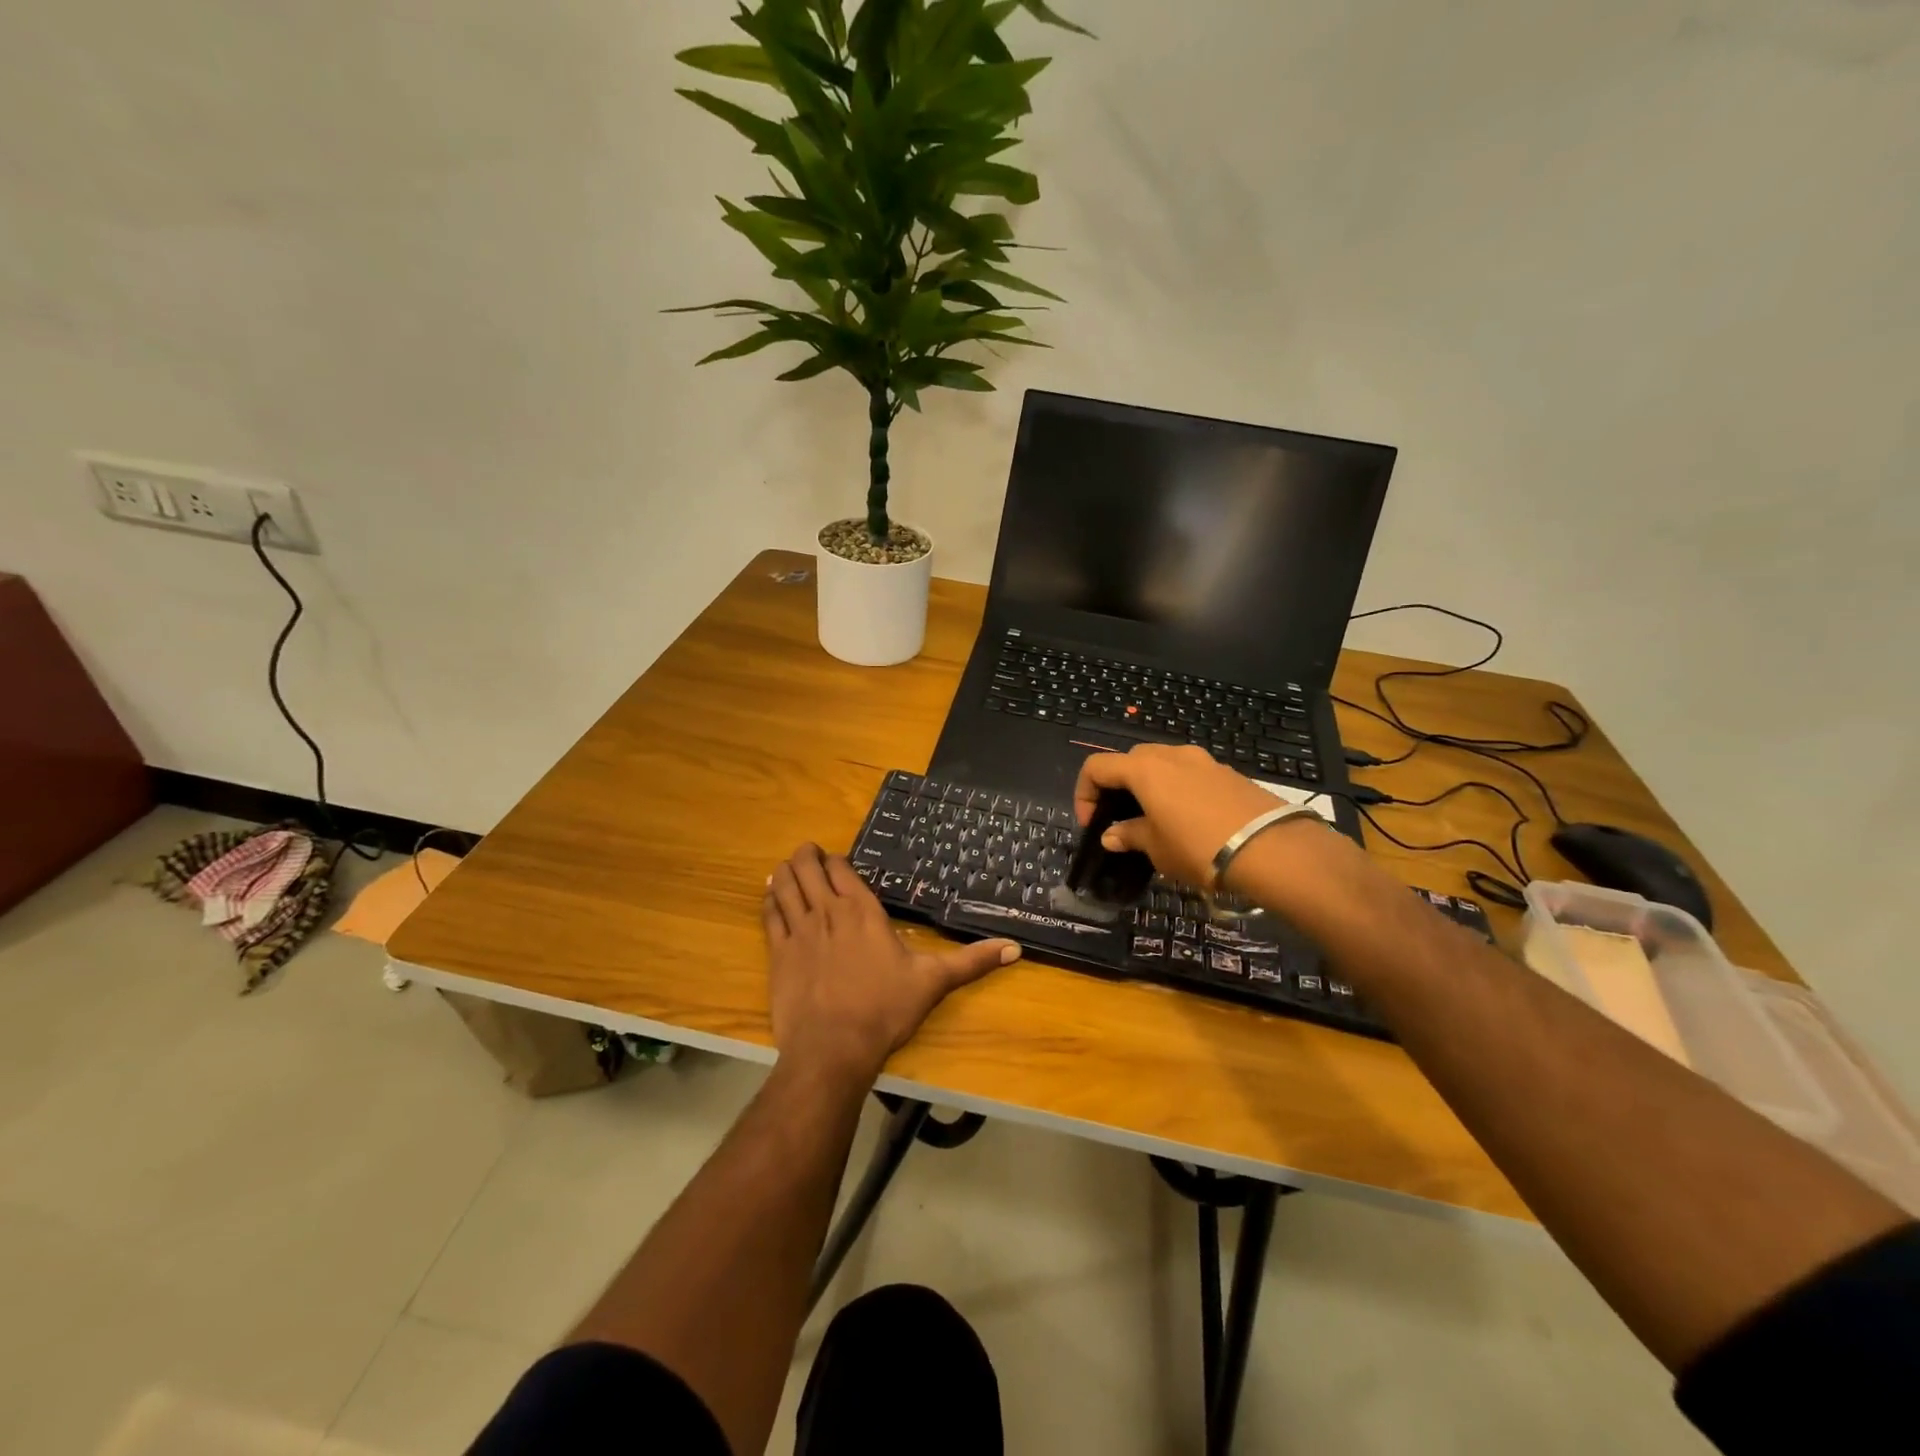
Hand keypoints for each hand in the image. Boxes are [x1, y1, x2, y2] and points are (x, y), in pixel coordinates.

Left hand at [763, 844, 1020, 1080]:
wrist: (833, 1049)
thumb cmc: (885, 1010)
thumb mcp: (933, 982)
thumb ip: (972, 961)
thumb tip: (1015, 948)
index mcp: (861, 910)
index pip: (840, 869)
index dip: (835, 861)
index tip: (836, 861)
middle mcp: (826, 911)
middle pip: (808, 868)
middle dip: (807, 856)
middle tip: (809, 853)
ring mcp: (798, 931)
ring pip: (786, 885)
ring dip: (787, 870)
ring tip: (788, 865)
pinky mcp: (777, 953)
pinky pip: (769, 914)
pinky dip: (769, 898)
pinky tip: (770, 893)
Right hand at [1073, 744, 1297, 885]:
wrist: (1271, 848)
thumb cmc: (1198, 847)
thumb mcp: (1156, 848)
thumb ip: (1130, 835)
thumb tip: (1111, 835)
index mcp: (1144, 769)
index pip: (1096, 767)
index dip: (1084, 793)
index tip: (1092, 824)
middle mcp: (1171, 754)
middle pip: (1130, 760)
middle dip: (1118, 786)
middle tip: (1122, 819)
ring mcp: (1203, 760)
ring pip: (1163, 764)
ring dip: (1150, 786)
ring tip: (1157, 820)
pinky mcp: (1228, 772)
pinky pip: (1190, 774)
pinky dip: (1178, 789)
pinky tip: (1190, 820)